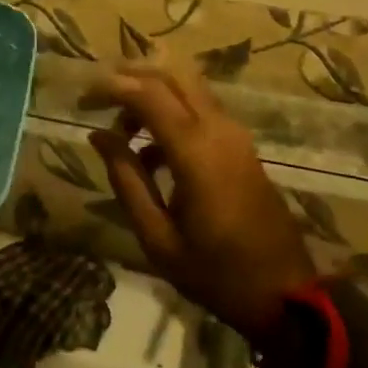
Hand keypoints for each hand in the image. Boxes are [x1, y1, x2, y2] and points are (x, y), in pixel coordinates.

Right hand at [84, 56, 314, 344]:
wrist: (285, 293)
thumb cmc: (215, 273)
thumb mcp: (157, 237)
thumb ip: (126, 179)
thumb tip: (99, 135)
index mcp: (196, 150)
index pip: (147, 93)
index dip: (110, 88)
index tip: (82, 102)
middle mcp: (218, 128)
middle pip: (171, 74)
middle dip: (131, 76)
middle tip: (99, 99)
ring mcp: (234, 134)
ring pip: (188, 86)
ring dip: (151, 94)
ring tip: (121, 130)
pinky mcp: (241, 145)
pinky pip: (200, 108)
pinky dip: (170, 112)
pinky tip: (149, 153)